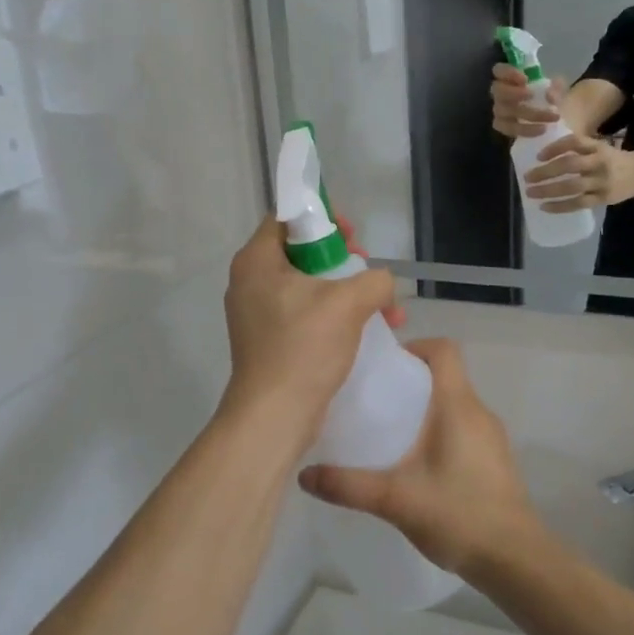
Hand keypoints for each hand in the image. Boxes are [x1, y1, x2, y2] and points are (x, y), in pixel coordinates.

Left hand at [220, 217, 397, 447]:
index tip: (352, 236)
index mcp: (256, 261)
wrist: (275, 416)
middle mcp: (250, 282)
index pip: (286, 218)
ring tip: (383, 308)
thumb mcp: (348, 303)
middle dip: (343, 260)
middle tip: (367, 272)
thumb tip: (381, 283)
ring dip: (347, 292)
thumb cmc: (304, 348)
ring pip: (308, 286)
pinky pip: (305, 314)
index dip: (322, 219)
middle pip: (300, 252)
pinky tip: (368, 330)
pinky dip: (335, 316)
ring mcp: (257, 314)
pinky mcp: (269, 341)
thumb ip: (374, 280)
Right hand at [299, 341, 542, 577]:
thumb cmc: (458, 515)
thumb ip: (349, 485)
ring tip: (389, 434)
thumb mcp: (395, 499)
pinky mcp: (495, 460)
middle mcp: (479, 412)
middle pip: (445, 376)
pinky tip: (417, 466)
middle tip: (374, 403)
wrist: (516, 560)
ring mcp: (491, 437)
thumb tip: (304, 475)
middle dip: (409, 382)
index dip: (414, 347)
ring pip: (454, 405)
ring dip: (424, 410)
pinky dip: (439, 433)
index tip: (384, 367)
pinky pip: (463, 429)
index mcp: (458, 406)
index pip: (444, 350)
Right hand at [492, 64, 563, 138]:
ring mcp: (499, 110)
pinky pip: (509, 129)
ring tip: (549, 116)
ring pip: (503, 111)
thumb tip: (549, 96)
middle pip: (497, 90)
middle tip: (530, 95)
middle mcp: (500, 93)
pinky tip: (541, 129)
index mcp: (510, 77)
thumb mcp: (557, 88)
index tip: (525, 79)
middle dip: (512, 92)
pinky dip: (525, 129)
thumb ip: (556, 88)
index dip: (508, 73)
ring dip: (527, 113)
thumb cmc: (549, 96)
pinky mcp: (503, 127)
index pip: (499, 70)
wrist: (550, 117)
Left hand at [524, 133, 633, 212]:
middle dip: (545, 171)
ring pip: (572, 186)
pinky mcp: (602, 199)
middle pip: (570, 165)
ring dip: (548, 190)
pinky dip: (560, 206)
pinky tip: (544, 207)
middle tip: (527, 177)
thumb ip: (577, 148)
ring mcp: (601, 181)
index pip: (574, 142)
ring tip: (530, 192)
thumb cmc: (611, 159)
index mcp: (597, 146)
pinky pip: (578, 204)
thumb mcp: (598, 147)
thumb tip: (543, 154)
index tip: (538, 156)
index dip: (555, 148)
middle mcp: (599, 162)